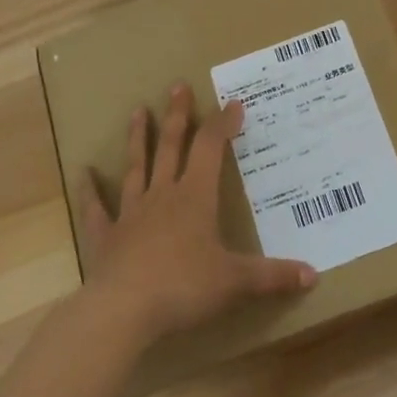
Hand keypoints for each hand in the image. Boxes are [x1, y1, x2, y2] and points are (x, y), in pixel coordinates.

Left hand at [78, 83, 316, 341]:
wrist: (124, 310)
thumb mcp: (235, 282)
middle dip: (177, 115)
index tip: (233, 103)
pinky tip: (83, 172)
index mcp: (195, 197)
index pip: (210, 148)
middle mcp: (163, 195)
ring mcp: (131, 213)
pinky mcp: (105, 236)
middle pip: (170, 146)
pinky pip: (96, 208)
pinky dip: (89, 190)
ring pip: (136, 166)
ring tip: (137, 110)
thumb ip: (273, 276)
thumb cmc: (184, 288)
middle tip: (177, 86)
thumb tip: (314, 274)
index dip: (222, 123)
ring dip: (137, 138)